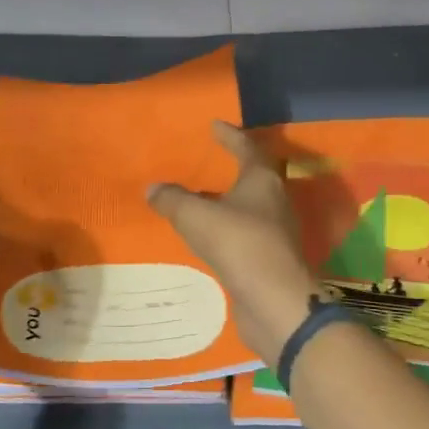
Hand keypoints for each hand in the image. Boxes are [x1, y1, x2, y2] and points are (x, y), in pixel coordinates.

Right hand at [147, 122, 321, 365]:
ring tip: (202, 198)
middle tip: (211, 159)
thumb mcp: (197, 216)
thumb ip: (173, 199)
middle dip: (234, 166)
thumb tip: (153, 188)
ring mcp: (275, 232)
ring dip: (229, 200)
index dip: (230, 135)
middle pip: (255, 176)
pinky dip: (227, 228)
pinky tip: (208, 236)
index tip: (214, 125)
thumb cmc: (240, 245)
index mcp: (262, 181)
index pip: (247, 148)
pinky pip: (244, 234)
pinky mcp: (269, 259)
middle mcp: (274, 201)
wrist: (275, 303)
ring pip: (250, 207)